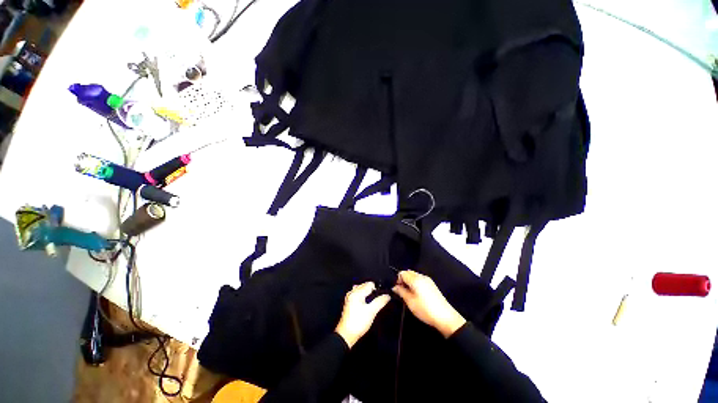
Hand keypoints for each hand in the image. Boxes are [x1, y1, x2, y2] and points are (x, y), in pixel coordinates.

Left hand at [335, 282, 390, 347]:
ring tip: (372, 303)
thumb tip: (388, 296)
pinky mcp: (349, 302)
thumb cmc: (358, 323)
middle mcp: (352, 292)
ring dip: (368, 294)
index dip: (377, 289)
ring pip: (362, 290)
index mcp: (356, 292)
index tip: (381, 296)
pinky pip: (358, 294)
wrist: (346, 335)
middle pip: (365, 285)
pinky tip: (366, 305)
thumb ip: (380, 301)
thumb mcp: (372, 312)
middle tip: (378, 301)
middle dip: (372, 291)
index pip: (370, 284)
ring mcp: (349, 297)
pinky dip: (363, 297)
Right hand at [392, 270, 465, 337]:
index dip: (397, 280)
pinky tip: (417, 295)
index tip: (397, 290)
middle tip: (402, 292)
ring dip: (409, 282)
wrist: (445, 317)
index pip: (402, 273)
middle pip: (408, 273)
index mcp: (415, 279)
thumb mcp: (410, 302)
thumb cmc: (425, 309)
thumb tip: (395, 287)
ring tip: (409, 294)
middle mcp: (422, 276)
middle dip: (403, 280)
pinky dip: (416, 284)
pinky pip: (420, 280)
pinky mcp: (432, 285)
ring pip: (414, 276)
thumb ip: (401, 292)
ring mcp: (428, 280)